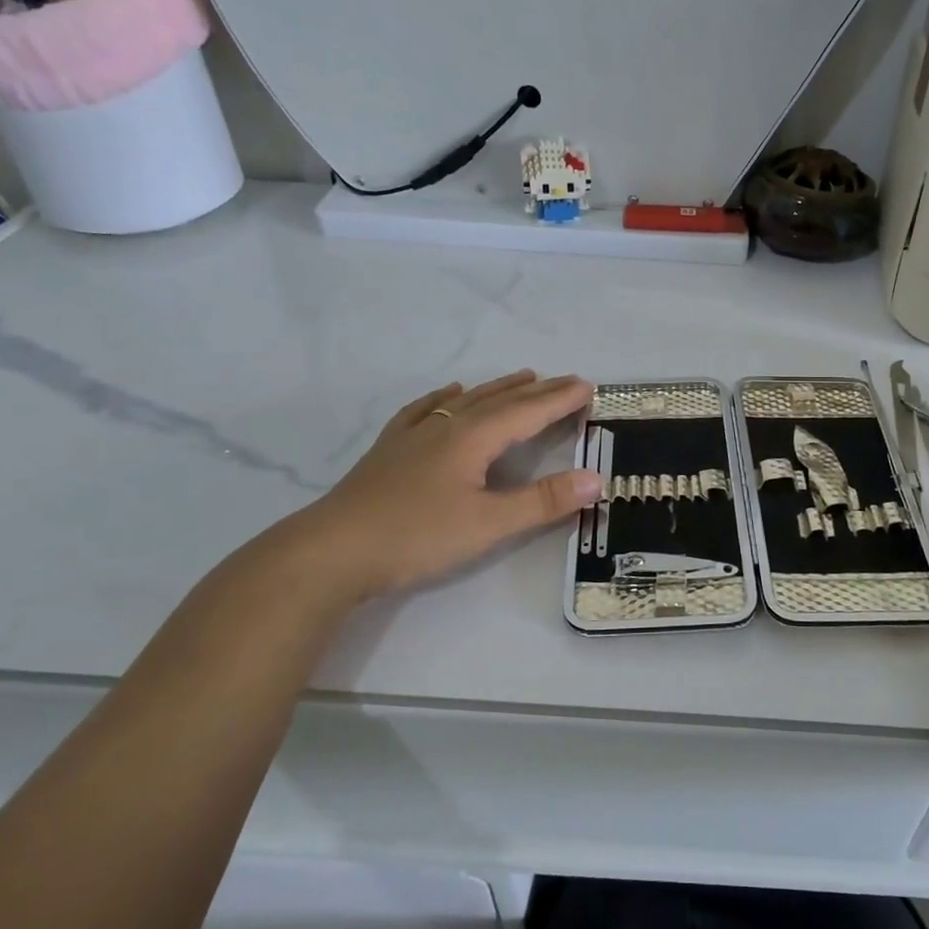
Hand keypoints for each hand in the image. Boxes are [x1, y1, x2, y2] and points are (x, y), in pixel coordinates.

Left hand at [290, 371, 599, 603]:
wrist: (332, 551)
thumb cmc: (417, 536)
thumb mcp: (489, 524)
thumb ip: (543, 501)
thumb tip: (596, 479)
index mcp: (473, 438)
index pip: (528, 411)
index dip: (560, 399)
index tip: (588, 386)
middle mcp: (447, 427)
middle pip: (500, 400)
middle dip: (538, 390)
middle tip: (568, 380)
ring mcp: (414, 435)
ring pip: (466, 401)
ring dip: (499, 388)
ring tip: (523, 377)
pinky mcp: (390, 450)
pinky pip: (425, 411)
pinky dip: (445, 398)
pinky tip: (448, 393)